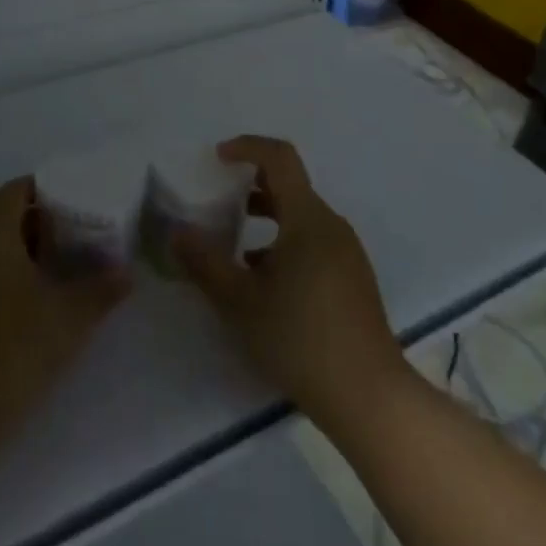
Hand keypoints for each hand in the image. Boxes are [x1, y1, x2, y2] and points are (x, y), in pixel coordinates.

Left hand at [0, 178, 128, 460]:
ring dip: (14, 255)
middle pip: (1, 217)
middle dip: (37, 227)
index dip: (49, 194)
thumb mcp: (69, 319)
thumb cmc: (11, 350)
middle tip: (73, 245)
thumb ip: (101, 289)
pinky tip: (17, 311)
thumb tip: (126, 273)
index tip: (78, 211)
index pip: (18, 189)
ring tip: (51, 278)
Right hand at [175, 135, 405, 428]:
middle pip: (290, 187)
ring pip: (301, 218)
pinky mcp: (352, 279)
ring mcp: (346, 253)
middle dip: (251, 187)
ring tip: (233, 246)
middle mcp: (331, 226)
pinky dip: (284, 244)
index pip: (280, 158)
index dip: (247, 147)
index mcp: (307, 218)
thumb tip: (176, 232)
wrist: (369, 397)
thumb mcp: (240, 301)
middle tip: (218, 201)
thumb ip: (204, 263)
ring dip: (267, 219)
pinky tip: (263, 281)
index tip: (218, 157)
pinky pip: (313, 242)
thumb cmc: (300, 339)